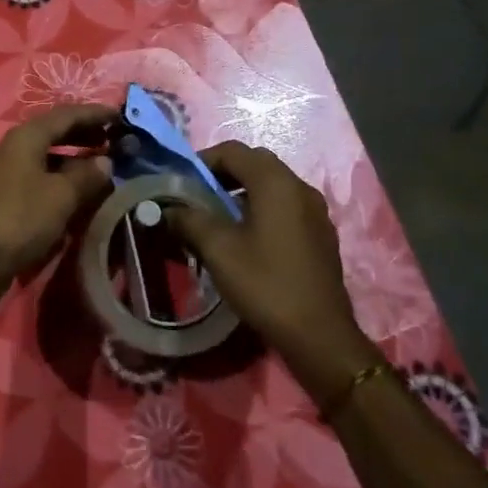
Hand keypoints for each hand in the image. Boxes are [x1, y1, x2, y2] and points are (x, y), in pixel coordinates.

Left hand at [0, 104, 114, 302]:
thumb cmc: (20, 218)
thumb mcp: (61, 195)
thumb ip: (87, 175)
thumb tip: (105, 162)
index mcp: (26, 136)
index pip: (66, 114)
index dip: (94, 114)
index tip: (120, 116)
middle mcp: (14, 147)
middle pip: (54, 132)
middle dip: (85, 134)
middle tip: (114, 141)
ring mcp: (7, 172)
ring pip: (47, 156)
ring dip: (74, 158)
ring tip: (102, 167)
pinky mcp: (6, 197)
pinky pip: (40, 177)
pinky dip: (61, 178)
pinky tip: (78, 192)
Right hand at [164, 141, 372, 381]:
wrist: (319, 335)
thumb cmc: (265, 284)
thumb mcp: (218, 250)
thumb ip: (189, 220)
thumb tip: (167, 209)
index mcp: (276, 183)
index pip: (234, 151)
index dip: (203, 160)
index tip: (181, 181)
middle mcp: (300, 188)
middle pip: (255, 163)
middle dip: (223, 173)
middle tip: (197, 195)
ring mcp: (315, 211)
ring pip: (272, 185)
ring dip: (243, 191)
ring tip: (217, 217)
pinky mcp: (320, 234)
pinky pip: (286, 206)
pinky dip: (262, 208)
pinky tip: (247, 237)